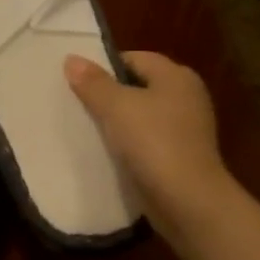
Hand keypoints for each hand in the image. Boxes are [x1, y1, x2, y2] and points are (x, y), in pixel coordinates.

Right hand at [65, 50, 238, 242]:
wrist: (188, 201)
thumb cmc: (153, 143)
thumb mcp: (116, 107)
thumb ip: (93, 83)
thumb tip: (72, 59)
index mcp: (177, 76)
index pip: (135, 58)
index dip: (105, 66)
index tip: (78, 82)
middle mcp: (187, 96)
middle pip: (139, 86)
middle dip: (109, 95)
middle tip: (77, 104)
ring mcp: (187, 128)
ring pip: (142, 115)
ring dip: (118, 122)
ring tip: (87, 129)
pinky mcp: (181, 156)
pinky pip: (148, 140)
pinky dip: (129, 144)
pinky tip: (108, 153)